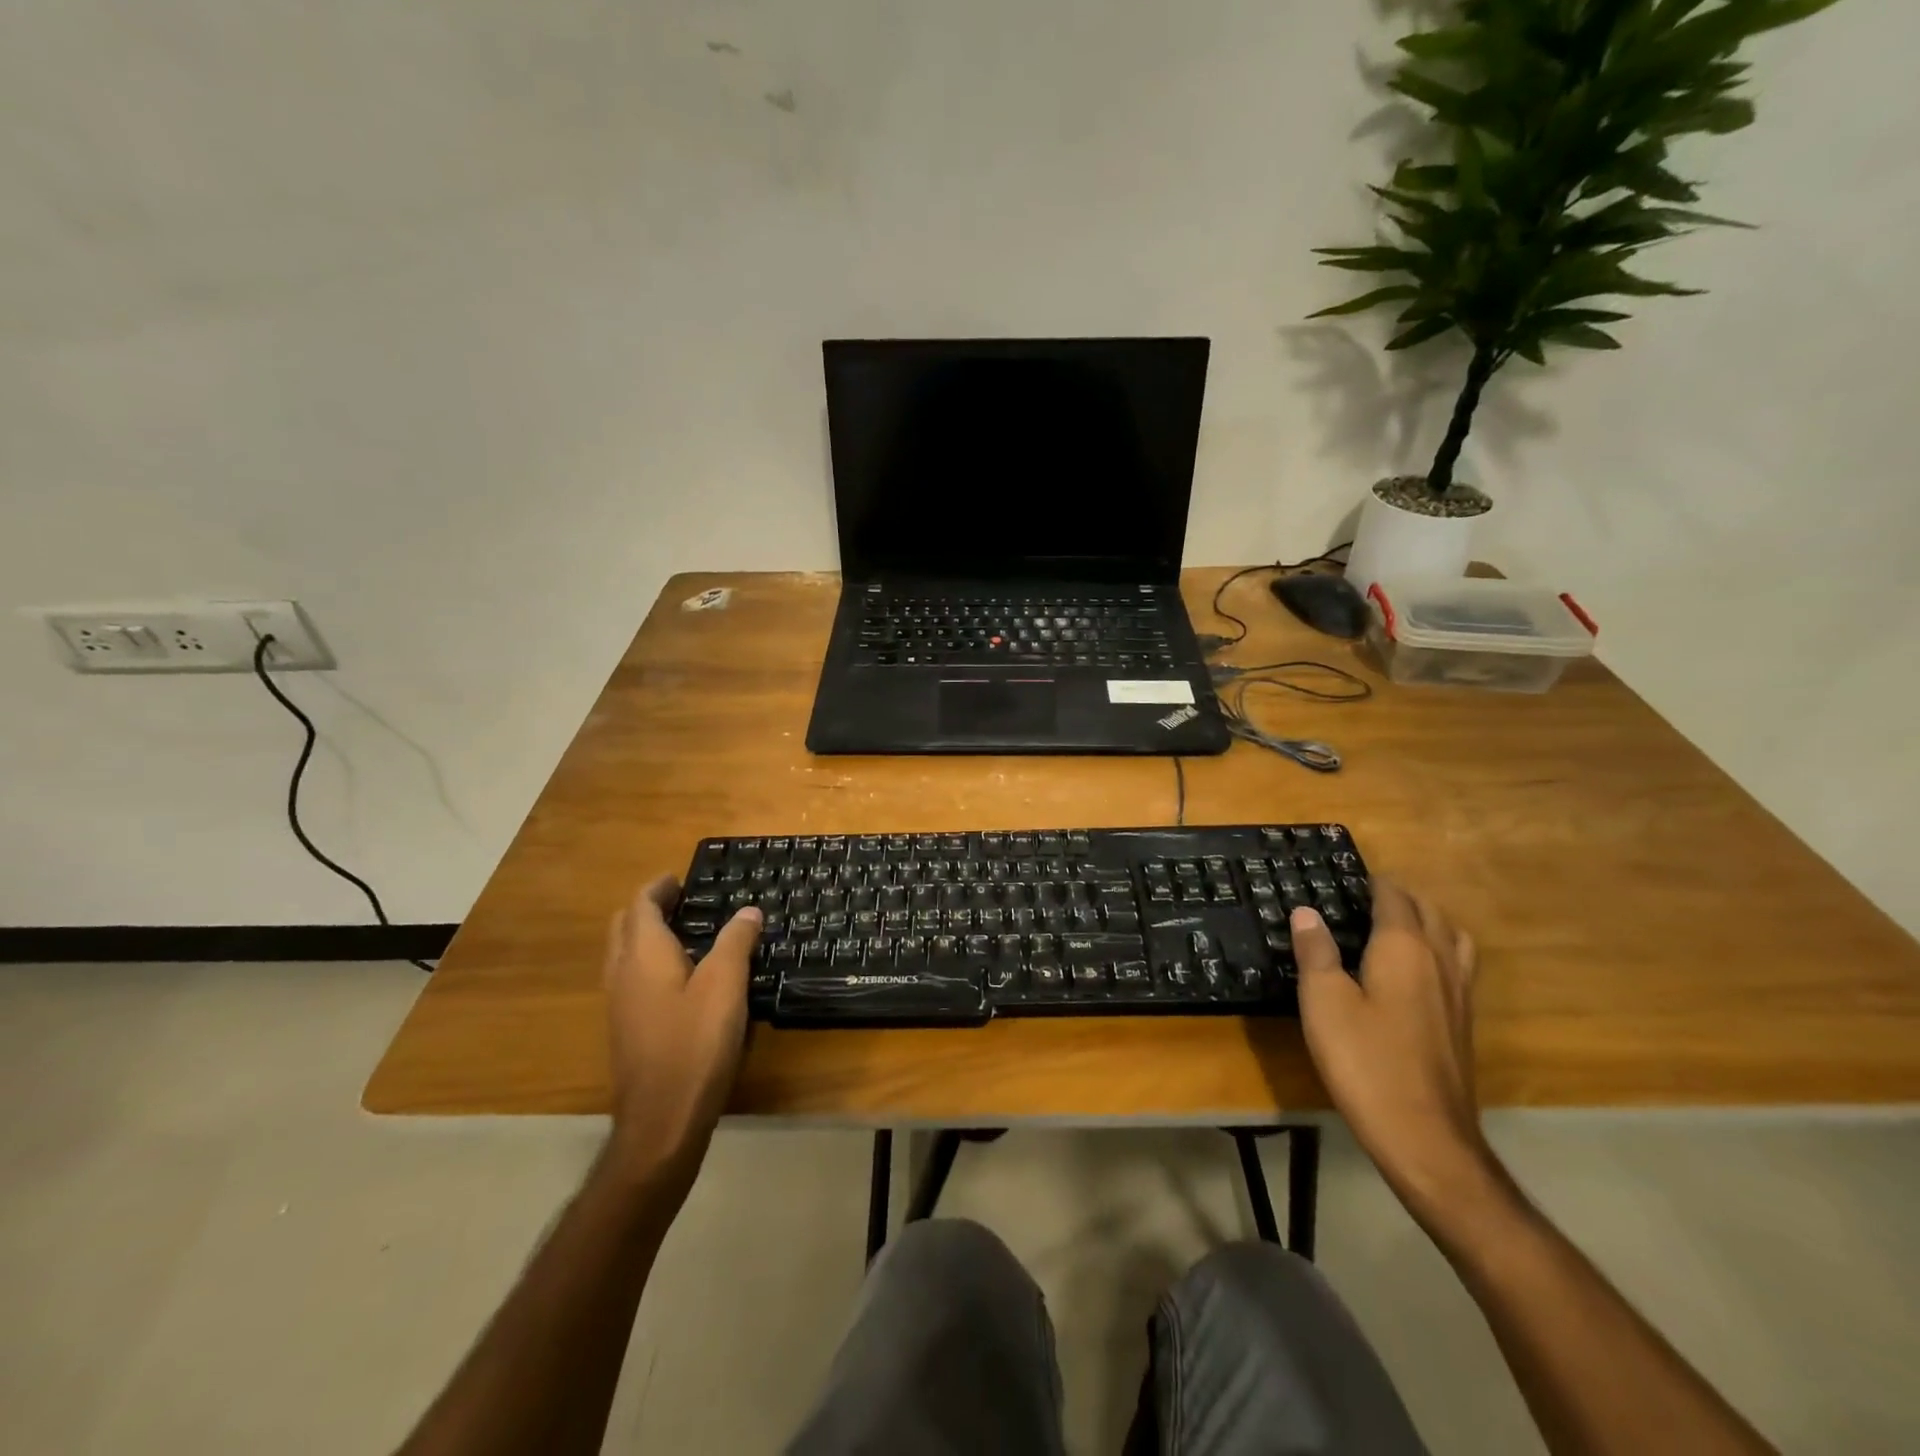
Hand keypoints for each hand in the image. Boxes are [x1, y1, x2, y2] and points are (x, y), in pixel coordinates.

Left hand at [601, 877, 761, 1187]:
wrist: (662, 1120)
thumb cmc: (695, 1044)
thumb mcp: (726, 986)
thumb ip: (735, 942)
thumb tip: (747, 911)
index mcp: (642, 956)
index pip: (640, 905)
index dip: (660, 887)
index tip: (681, 878)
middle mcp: (622, 974)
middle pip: (625, 926)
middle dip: (649, 908)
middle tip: (684, 901)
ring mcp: (620, 1005)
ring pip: (625, 954)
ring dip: (648, 935)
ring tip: (688, 933)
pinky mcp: (627, 1030)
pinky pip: (633, 979)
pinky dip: (652, 962)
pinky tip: (685, 978)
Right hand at [1293, 880, 1497, 1219]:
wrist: (1425, 1136)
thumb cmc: (1365, 1060)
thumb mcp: (1324, 1002)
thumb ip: (1316, 952)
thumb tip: (1307, 912)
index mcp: (1404, 949)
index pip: (1395, 898)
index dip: (1374, 883)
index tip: (1349, 876)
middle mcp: (1439, 962)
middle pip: (1429, 912)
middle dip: (1401, 897)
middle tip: (1365, 896)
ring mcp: (1458, 994)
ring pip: (1452, 938)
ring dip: (1428, 921)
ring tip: (1397, 925)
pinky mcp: (1462, 1024)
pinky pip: (1457, 966)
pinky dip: (1438, 950)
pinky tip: (1415, 973)